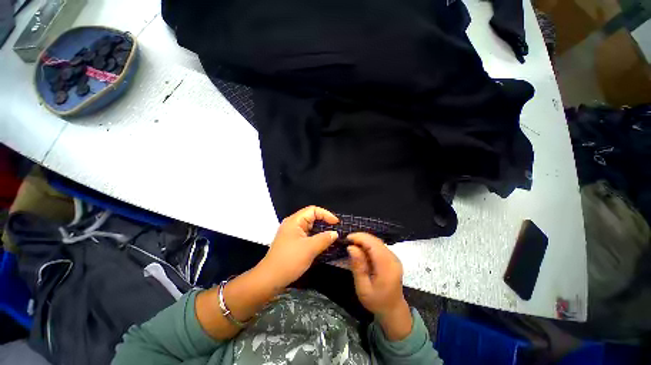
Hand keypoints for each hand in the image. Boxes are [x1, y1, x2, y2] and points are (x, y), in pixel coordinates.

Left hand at [259, 206, 338, 289]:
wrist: (270, 279)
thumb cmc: (290, 260)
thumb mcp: (310, 249)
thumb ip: (324, 239)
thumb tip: (335, 233)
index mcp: (295, 221)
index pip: (313, 210)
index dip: (326, 214)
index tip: (336, 223)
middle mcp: (293, 224)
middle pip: (312, 217)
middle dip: (325, 222)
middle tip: (336, 230)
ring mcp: (292, 233)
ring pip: (310, 227)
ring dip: (321, 231)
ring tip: (332, 236)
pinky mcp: (293, 242)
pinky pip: (307, 235)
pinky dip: (316, 237)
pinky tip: (323, 244)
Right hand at [347, 232, 412, 340]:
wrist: (393, 309)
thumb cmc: (376, 301)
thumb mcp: (363, 288)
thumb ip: (358, 267)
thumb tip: (351, 247)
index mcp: (387, 266)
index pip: (373, 244)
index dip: (359, 238)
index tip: (346, 239)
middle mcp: (392, 258)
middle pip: (375, 241)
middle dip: (360, 238)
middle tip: (347, 242)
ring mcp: (393, 257)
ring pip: (377, 241)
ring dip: (364, 240)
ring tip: (352, 245)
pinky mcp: (391, 257)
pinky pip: (378, 245)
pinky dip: (368, 245)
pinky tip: (361, 250)